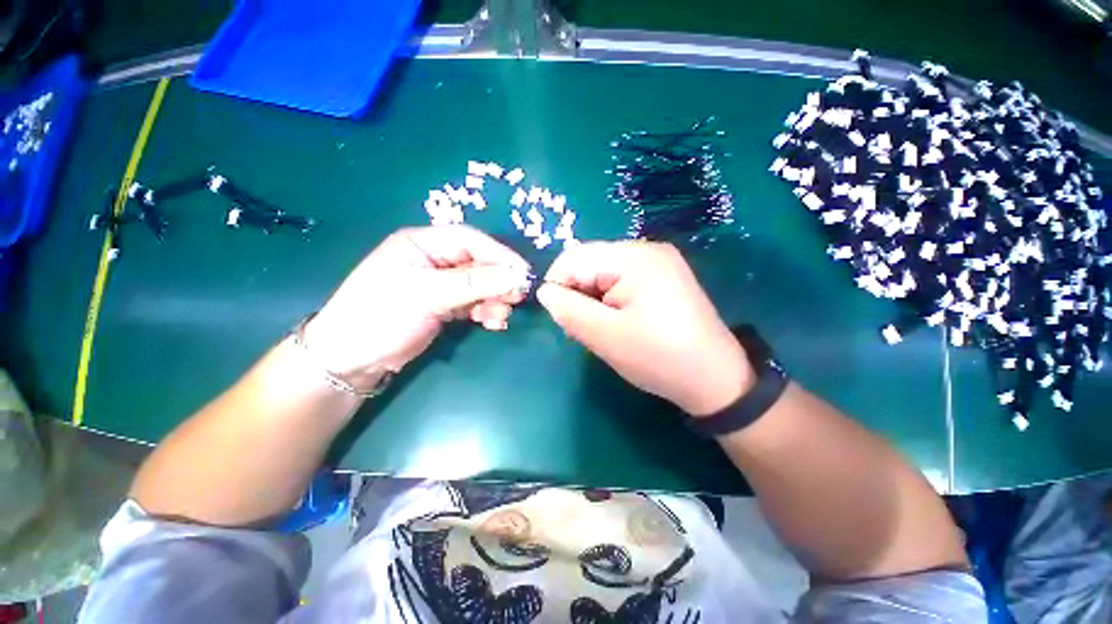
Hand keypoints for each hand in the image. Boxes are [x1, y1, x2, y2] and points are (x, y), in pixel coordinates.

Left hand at [305, 226, 529, 388]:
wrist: (352, 359)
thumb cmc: (381, 316)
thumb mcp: (428, 295)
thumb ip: (474, 284)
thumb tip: (517, 276)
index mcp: (422, 243)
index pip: (471, 240)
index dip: (500, 255)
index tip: (523, 273)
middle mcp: (435, 259)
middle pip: (479, 263)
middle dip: (499, 281)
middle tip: (517, 298)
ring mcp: (441, 283)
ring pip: (480, 284)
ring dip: (495, 299)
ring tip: (500, 317)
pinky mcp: (445, 304)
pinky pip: (474, 302)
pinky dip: (486, 311)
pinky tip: (492, 323)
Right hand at [537, 241, 752, 415]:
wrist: (714, 379)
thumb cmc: (659, 358)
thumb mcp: (606, 337)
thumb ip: (569, 310)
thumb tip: (544, 291)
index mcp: (635, 258)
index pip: (575, 257)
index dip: (558, 285)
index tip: (562, 318)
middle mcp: (647, 249)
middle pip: (590, 262)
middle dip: (578, 293)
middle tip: (584, 328)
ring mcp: (659, 262)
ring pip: (604, 272)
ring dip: (593, 299)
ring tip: (603, 328)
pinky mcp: (663, 277)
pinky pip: (622, 280)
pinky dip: (610, 299)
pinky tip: (619, 321)